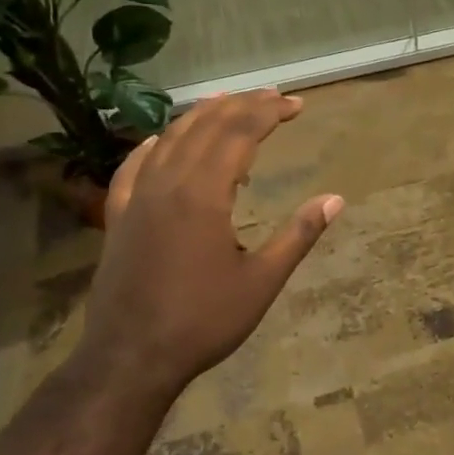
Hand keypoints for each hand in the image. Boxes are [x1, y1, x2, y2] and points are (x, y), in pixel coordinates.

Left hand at [74, 90, 343, 398]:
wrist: (130, 358)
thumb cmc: (203, 321)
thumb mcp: (262, 282)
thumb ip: (298, 235)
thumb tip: (335, 200)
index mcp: (204, 195)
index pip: (239, 134)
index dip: (269, 112)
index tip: (296, 104)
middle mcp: (168, 184)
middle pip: (205, 127)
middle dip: (242, 105)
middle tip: (273, 96)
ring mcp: (137, 198)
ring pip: (169, 139)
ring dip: (201, 116)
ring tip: (227, 102)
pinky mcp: (118, 217)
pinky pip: (133, 167)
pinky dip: (152, 146)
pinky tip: (159, 141)